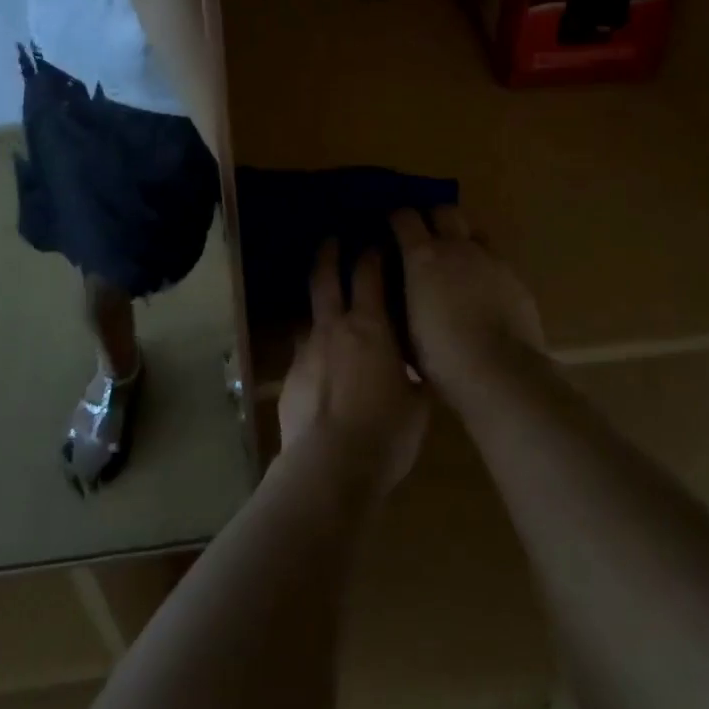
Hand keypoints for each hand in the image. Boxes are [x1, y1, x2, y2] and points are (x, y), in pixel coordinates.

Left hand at [278, 241, 428, 497]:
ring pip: (310, 316)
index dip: (373, 254)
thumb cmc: (386, 433)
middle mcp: (333, 329)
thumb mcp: (418, 404)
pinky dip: (314, 352)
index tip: (377, 243)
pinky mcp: (289, 379)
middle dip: (329, 254)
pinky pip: (303, 354)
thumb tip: (419, 366)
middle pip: (325, 279)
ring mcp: (306, 352)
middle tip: (332, 240)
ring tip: (329, 311)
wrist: (328, 468)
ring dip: (319, 307)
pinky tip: (322, 370)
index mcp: (370, 327)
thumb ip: (416, 376)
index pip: (369, 274)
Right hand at [389, 207, 546, 396]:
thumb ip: (396, 298)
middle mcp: (458, 247)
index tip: (391, 226)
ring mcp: (491, 260)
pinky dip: (485, 269)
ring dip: (463, 241)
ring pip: (475, 233)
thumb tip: (389, 286)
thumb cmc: (441, 356)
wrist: (500, 374)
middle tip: (425, 236)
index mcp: (423, 256)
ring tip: (458, 263)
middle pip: (444, 210)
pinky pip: (497, 262)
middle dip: (433, 217)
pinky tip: (484, 293)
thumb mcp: (404, 328)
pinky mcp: (516, 278)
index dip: (396, 218)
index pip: (405, 217)